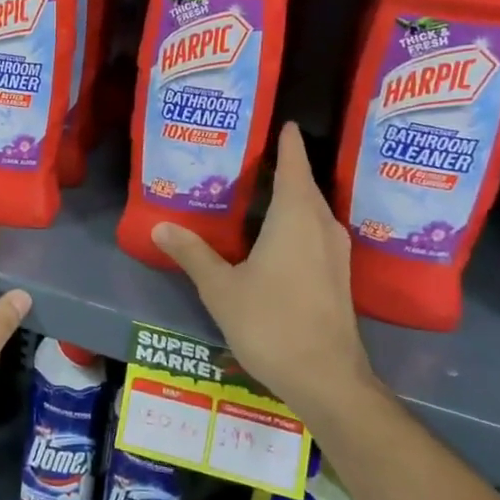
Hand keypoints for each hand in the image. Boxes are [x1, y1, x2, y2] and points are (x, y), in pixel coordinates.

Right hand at [150, 122, 373, 410]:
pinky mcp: (338, 276)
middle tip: (254, 154)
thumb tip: (161, 225)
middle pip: (304, 185)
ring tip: (261, 190)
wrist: (326, 378)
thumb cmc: (271, 323)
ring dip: (292, 196)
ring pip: (313, 211)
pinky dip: (298, 222)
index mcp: (295, 217)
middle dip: (285, 167)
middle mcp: (322, 226)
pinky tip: (277, 235)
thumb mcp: (221, 288)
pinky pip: (316, 232)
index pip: (294, 164)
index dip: (287, 142)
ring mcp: (335, 252)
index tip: (282, 121)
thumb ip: (192, 253)